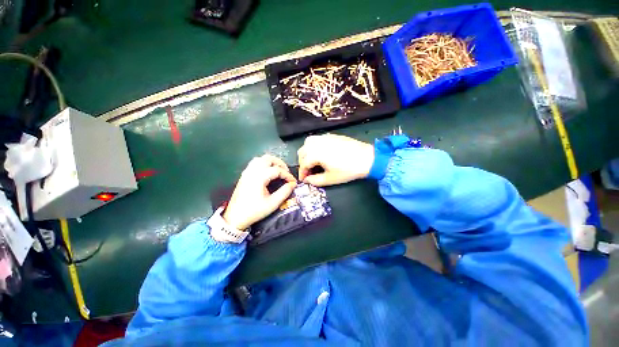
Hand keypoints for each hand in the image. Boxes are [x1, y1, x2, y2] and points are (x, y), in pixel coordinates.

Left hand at [222, 155, 296, 230]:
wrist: (235, 217)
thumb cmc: (254, 211)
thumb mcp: (272, 203)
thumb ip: (284, 192)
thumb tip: (292, 184)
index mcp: (259, 177)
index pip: (277, 170)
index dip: (287, 175)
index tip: (293, 182)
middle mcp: (252, 171)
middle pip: (269, 159)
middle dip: (280, 164)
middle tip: (287, 173)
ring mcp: (247, 172)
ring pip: (261, 159)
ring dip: (272, 162)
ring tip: (279, 170)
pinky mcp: (244, 175)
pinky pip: (255, 163)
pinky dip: (264, 164)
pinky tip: (268, 172)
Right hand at [298, 134, 373, 186]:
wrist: (366, 158)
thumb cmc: (348, 170)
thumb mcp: (330, 179)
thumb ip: (315, 180)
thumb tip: (307, 180)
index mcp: (316, 154)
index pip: (303, 164)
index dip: (302, 173)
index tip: (303, 180)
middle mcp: (317, 143)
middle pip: (302, 152)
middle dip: (303, 163)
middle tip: (308, 172)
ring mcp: (324, 137)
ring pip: (307, 143)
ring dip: (306, 153)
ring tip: (312, 161)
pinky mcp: (330, 135)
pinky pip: (316, 139)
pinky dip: (313, 146)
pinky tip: (320, 153)